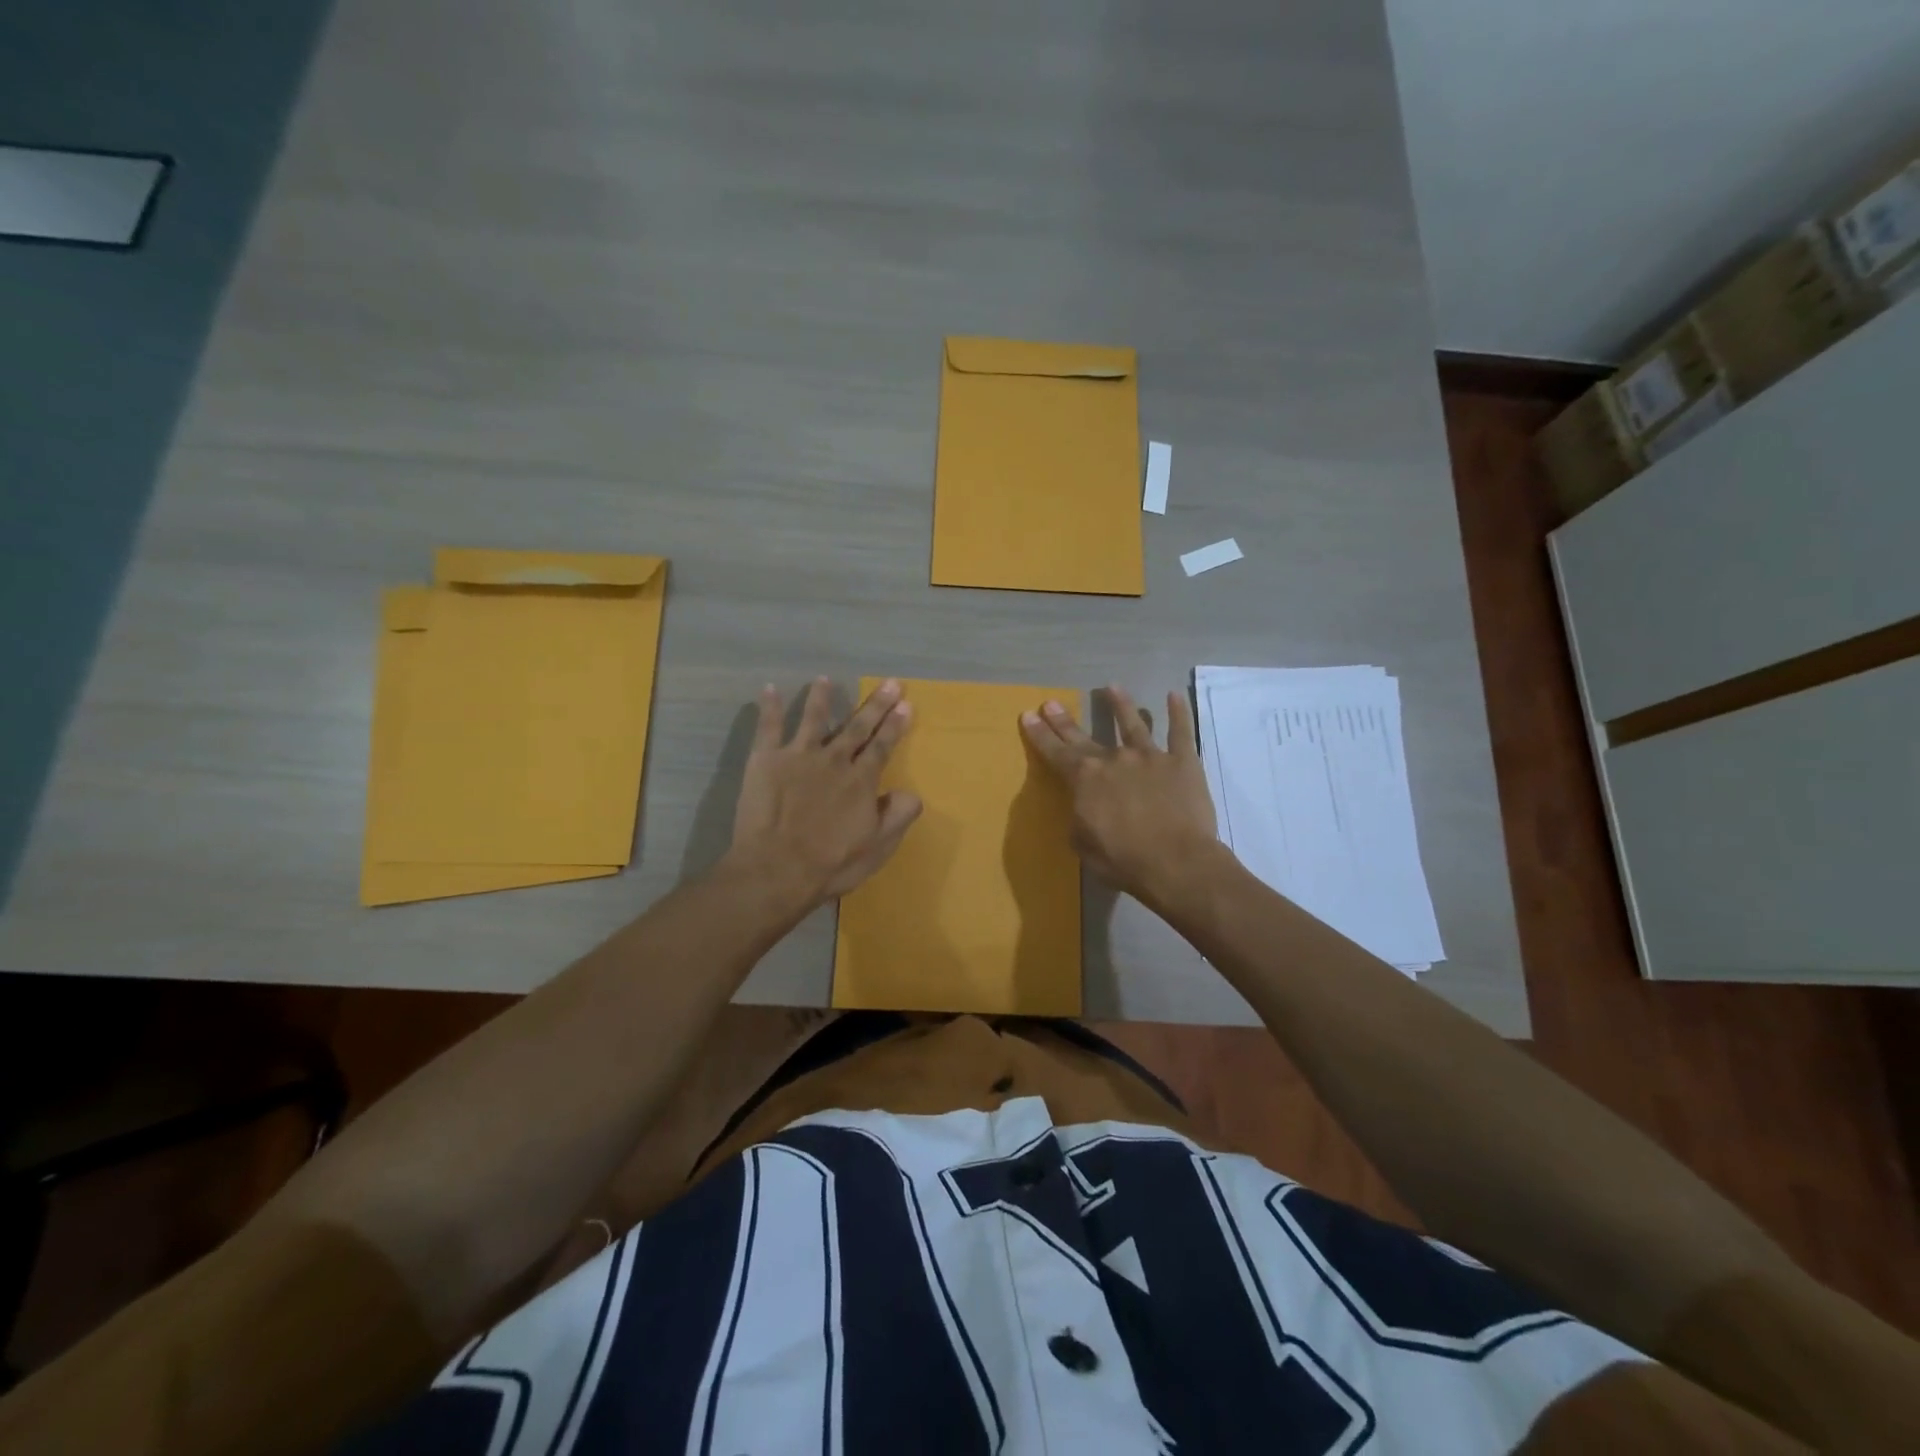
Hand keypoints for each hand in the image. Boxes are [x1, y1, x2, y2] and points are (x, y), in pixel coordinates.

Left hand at [729, 677, 921, 906]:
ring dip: (820, 697)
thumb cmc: (831, 863)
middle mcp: (834, 759)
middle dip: (874, 704)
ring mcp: (798, 756)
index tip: (906, 704)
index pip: (883, 746)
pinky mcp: (766, 760)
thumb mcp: (878, 847)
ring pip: (813, 718)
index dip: (895, 725)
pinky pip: (768, 727)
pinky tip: (770, 688)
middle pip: (857, 726)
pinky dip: (770, 707)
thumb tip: (911, 792)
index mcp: (861, 780)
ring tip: (824, 679)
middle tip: (888, 683)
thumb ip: (898, 816)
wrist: (777, 869)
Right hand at [1020, 685, 1220, 905]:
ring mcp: (1149, 756)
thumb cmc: (1123, 859)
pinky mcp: (1182, 761)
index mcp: (1085, 779)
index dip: (1040, 734)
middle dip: (1065, 721)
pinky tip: (1173, 695)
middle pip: (1084, 736)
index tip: (1029, 714)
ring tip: (1112, 687)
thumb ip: (1079, 818)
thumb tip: (1083, 806)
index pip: (1055, 752)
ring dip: (1120, 704)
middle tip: (1052, 702)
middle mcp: (1113, 759)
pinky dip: (1178, 712)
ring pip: (1132, 723)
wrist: (1176, 862)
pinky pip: (1180, 731)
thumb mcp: (1082, 844)